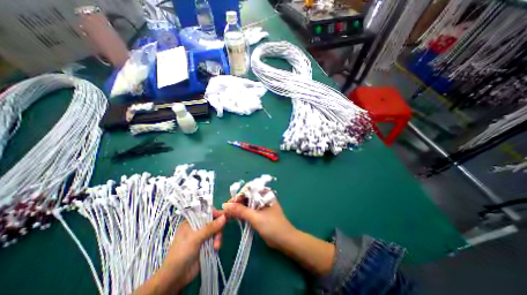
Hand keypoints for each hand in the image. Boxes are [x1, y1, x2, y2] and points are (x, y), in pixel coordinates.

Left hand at [162, 210, 225, 290]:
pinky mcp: (207, 244)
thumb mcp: (195, 238)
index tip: (225, 215)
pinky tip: (216, 248)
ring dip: (218, 237)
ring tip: (216, 246)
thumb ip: (210, 227)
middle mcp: (198, 227)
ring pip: (216, 230)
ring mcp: (203, 236)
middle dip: (218, 228)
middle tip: (219, 236)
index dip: (216, 213)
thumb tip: (224, 217)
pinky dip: (218, 242)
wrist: (175, 278)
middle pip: (213, 221)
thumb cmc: (181, 253)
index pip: (206, 212)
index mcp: (192, 221)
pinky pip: (216, 238)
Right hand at [223, 196, 336, 275]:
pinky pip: (248, 210)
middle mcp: (262, 196)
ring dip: (238, 208)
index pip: (248, 190)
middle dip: (236, 202)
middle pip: (246, 196)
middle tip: (226, 210)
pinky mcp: (259, 213)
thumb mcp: (256, 218)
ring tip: (228, 214)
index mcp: (265, 193)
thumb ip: (241, 211)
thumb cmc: (272, 226)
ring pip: (246, 203)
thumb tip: (226, 205)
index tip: (228, 204)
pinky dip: (242, 213)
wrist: (284, 240)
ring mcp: (261, 205)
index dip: (238, 196)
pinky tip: (235, 216)